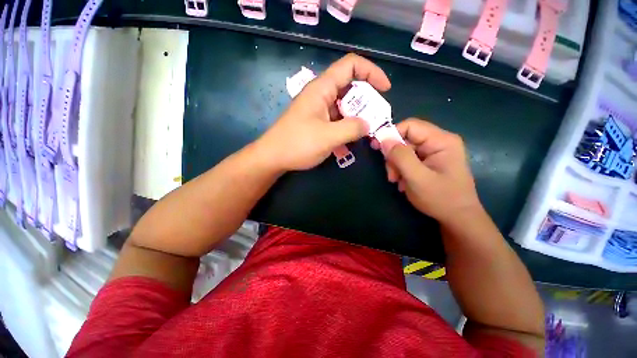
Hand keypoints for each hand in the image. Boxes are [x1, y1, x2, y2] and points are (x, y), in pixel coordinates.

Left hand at [255, 54, 390, 170]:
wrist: (273, 157)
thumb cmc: (297, 144)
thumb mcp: (328, 137)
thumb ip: (351, 128)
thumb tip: (368, 124)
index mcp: (322, 89)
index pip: (351, 65)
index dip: (371, 72)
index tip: (385, 90)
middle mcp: (320, 95)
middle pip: (350, 88)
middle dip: (366, 102)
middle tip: (375, 119)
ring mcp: (318, 109)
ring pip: (344, 107)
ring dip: (356, 119)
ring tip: (363, 135)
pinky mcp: (316, 122)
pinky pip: (336, 121)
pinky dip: (345, 129)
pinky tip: (347, 145)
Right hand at [375, 118, 482, 225]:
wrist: (458, 218)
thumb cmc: (441, 198)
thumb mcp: (417, 178)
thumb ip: (401, 157)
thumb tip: (383, 139)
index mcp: (441, 140)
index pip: (410, 126)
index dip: (391, 134)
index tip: (377, 148)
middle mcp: (438, 142)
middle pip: (406, 139)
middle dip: (394, 156)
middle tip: (392, 175)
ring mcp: (434, 152)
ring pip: (404, 150)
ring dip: (396, 165)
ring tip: (397, 181)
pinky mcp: (429, 161)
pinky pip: (408, 159)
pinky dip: (401, 169)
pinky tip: (404, 182)